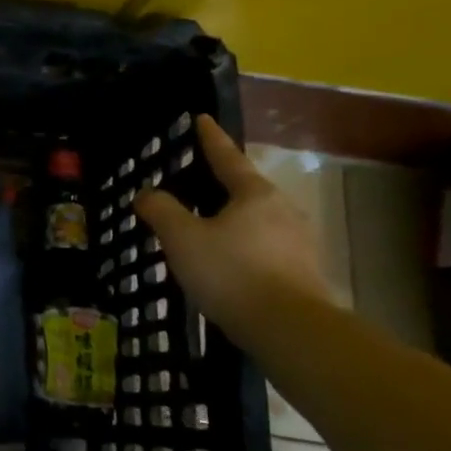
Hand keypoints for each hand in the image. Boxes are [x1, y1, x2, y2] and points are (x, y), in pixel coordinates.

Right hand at [134, 116, 335, 336]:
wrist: (292, 331)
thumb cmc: (233, 273)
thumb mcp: (184, 239)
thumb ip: (162, 211)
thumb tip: (146, 193)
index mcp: (254, 194)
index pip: (227, 156)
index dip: (210, 138)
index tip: (202, 118)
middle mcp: (282, 210)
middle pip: (247, 189)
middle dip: (223, 184)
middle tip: (198, 182)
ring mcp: (298, 244)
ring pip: (258, 221)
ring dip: (234, 220)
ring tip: (210, 228)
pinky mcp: (303, 274)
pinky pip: (266, 249)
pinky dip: (245, 248)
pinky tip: (230, 265)